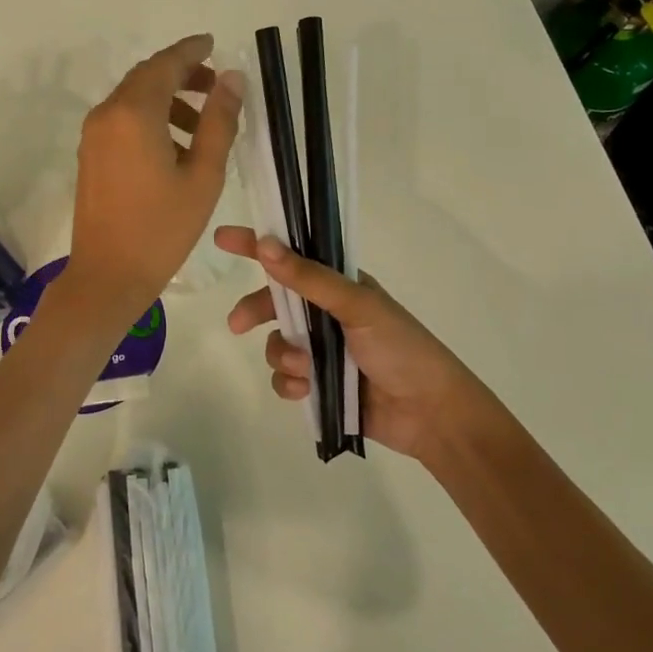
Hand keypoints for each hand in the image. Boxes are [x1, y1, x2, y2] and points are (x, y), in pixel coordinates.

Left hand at [62, 35, 243, 322]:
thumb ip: (219, 122)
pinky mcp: (90, 155)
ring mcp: (93, 135)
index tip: (214, 44)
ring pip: (133, 99)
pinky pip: (122, 121)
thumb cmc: (162, 228)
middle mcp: (107, 115)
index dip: (192, 50)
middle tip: (216, 87)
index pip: (165, 64)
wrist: (108, 275)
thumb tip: (232, 79)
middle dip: (181, 75)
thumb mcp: (203, 175)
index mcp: (134, 114)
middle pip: (146, 77)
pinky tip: (175, 147)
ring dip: (167, 99)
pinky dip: (150, 119)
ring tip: (202, 125)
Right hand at [214, 228, 504, 464]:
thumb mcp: (357, 306)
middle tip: (237, 325)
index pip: (293, 256)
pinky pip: (285, 378)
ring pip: (277, 344)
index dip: (257, 246)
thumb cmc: (400, 348)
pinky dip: (290, 384)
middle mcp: (327, 313)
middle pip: (275, 302)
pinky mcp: (320, 384)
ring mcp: (322, 350)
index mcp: (340, 286)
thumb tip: (265, 244)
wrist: (430, 412)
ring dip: (284, 356)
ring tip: (307, 370)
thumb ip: (310, 278)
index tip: (222, 239)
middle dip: (255, 311)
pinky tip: (307, 391)